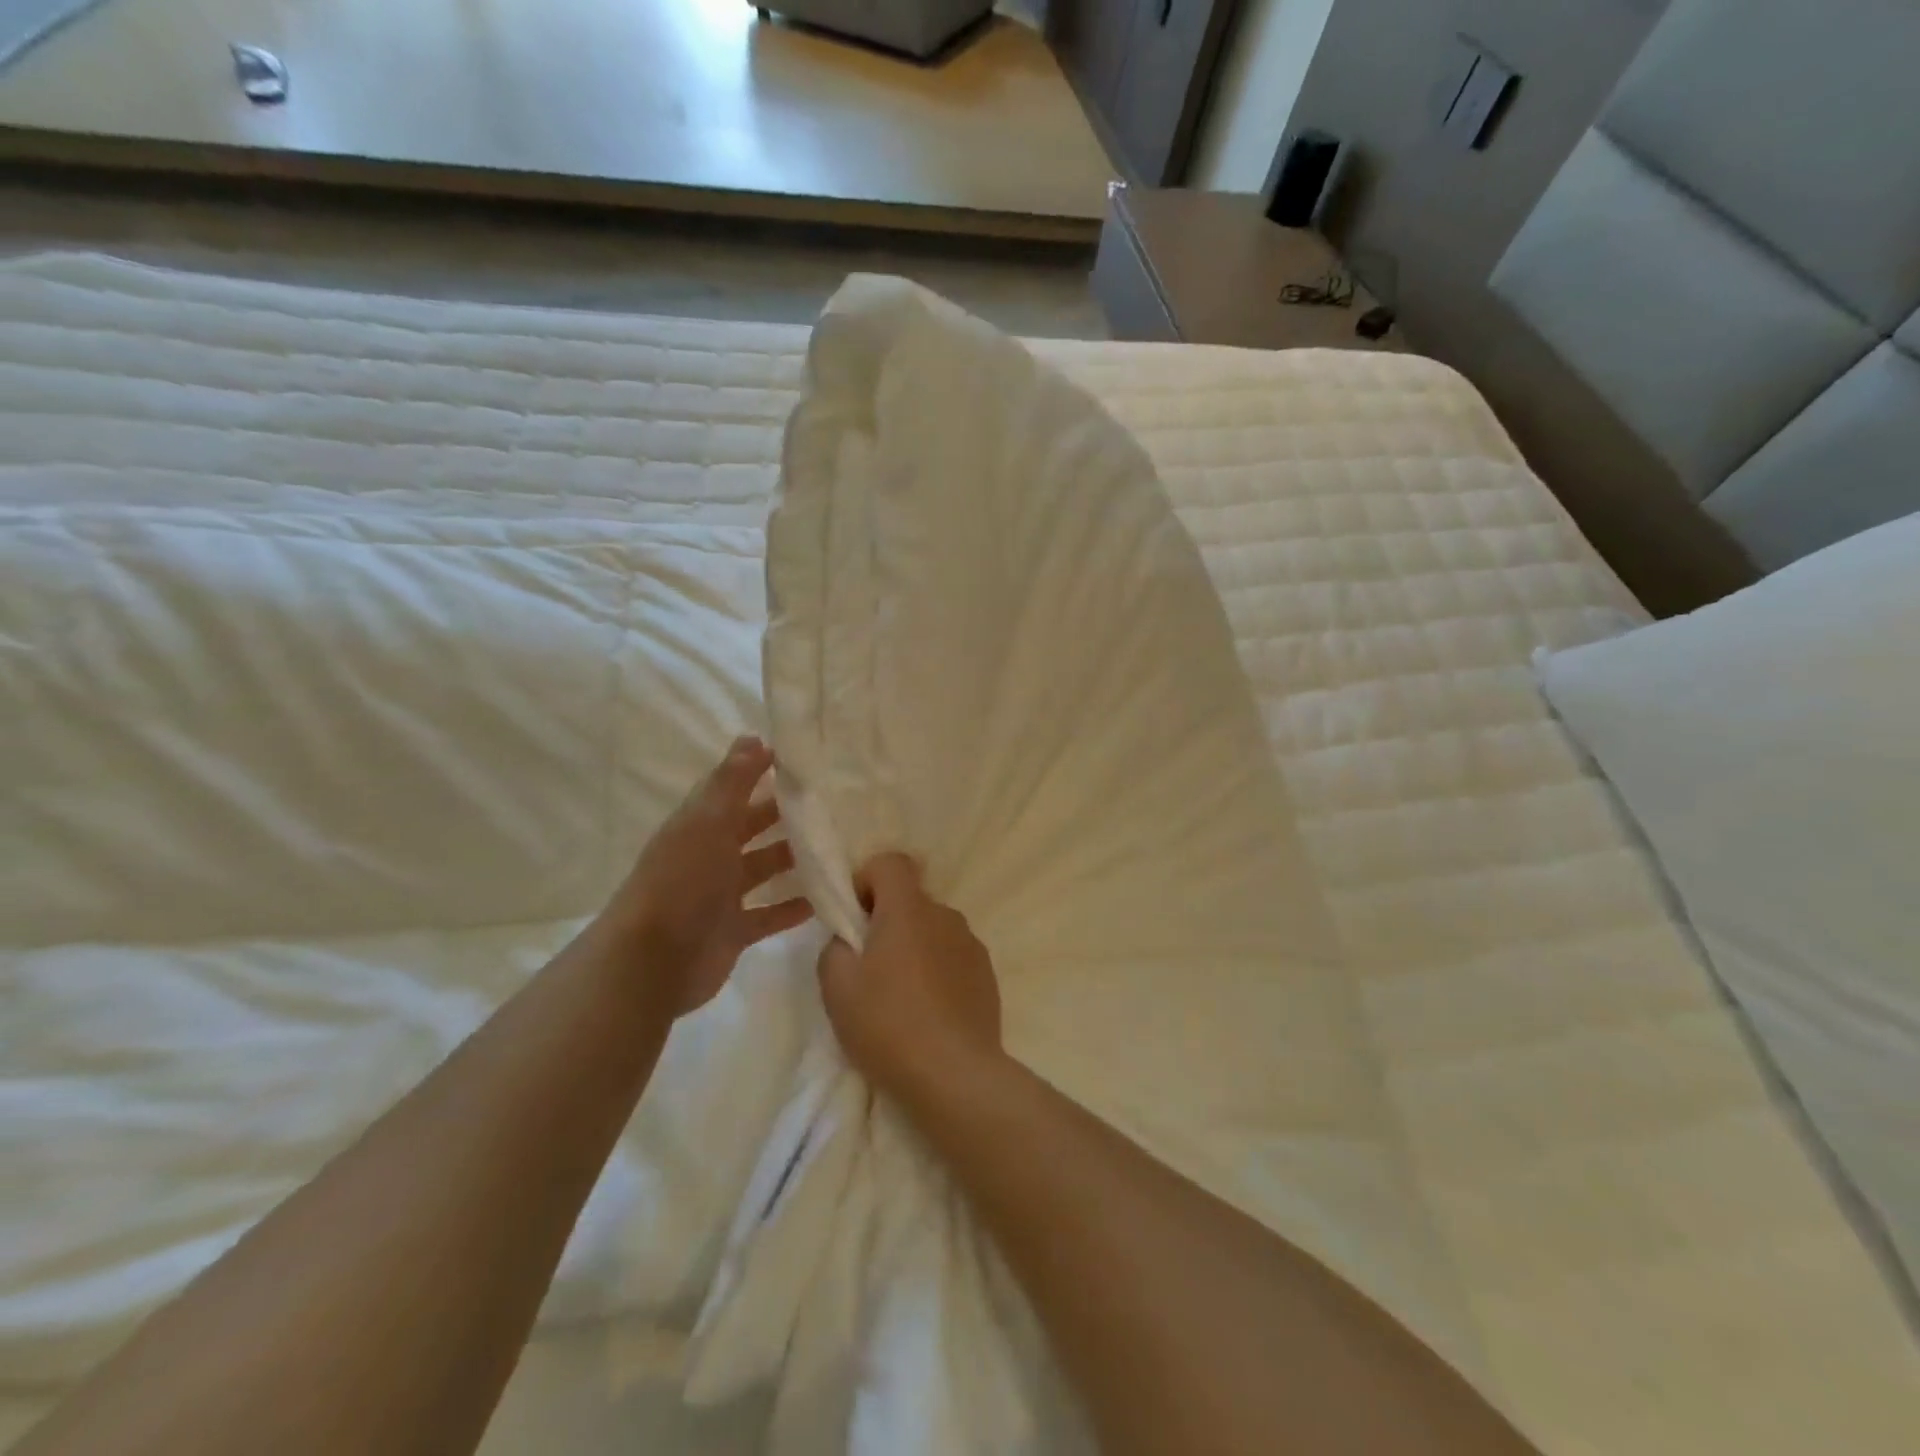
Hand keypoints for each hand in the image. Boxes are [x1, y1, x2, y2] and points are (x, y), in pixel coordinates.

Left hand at [599, 737, 811, 1017]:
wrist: (652, 961)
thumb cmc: (682, 880)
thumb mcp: (708, 821)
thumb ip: (733, 781)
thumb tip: (754, 736)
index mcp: (701, 824)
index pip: (734, 789)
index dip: (762, 772)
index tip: (804, 760)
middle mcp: (711, 854)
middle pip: (753, 827)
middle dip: (786, 815)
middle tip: (833, 803)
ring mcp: (722, 895)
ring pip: (765, 869)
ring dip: (795, 859)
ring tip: (838, 846)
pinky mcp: (734, 931)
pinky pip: (770, 914)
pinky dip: (793, 907)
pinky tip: (825, 898)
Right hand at [817, 854, 1002, 1101]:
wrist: (955, 1075)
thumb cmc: (888, 1024)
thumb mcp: (837, 987)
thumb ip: (835, 948)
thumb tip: (849, 940)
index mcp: (909, 909)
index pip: (891, 862)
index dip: (867, 879)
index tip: (855, 918)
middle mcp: (945, 915)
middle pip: (911, 899)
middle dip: (887, 920)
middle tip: (869, 967)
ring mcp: (971, 944)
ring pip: (933, 930)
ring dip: (914, 947)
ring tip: (900, 997)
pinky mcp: (987, 974)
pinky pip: (953, 956)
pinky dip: (937, 970)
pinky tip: (928, 1012)